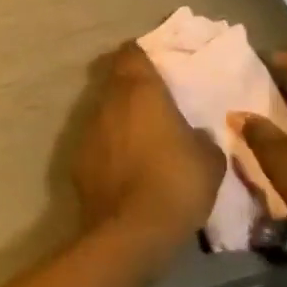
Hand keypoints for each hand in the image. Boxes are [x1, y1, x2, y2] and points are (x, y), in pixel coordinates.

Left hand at [72, 45, 223, 254]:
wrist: (131, 232)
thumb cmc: (176, 183)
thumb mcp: (209, 159)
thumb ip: (201, 137)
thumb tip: (194, 135)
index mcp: (139, 90)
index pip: (132, 53)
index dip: (142, 56)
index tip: (156, 66)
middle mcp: (108, 102)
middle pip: (115, 80)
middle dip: (131, 88)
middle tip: (154, 103)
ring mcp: (88, 130)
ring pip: (104, 112)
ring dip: (119, 120)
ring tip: (142, 140)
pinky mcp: (77, 160)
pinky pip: (97, 144)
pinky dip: (109, 149)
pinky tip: (125, 170)